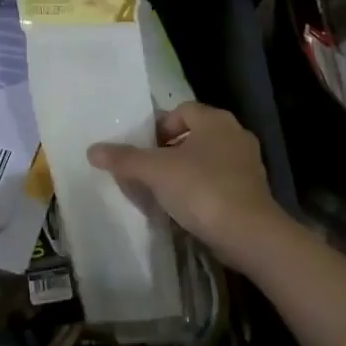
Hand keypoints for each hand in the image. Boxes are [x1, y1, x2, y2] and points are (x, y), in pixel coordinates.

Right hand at [87, 102, 291, 273]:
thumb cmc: (201, 189)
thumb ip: (124, 159)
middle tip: (148, 170)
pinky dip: (201, 190)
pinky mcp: (253, 192)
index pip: (180, 111)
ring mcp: (248, 164)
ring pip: (206, 159)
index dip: (158, 127)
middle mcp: (235, 134)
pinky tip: (186, 209)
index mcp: (215, 120)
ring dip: (185, 171)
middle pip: (193, 135)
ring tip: (163, 191)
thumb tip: (92, 150)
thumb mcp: (155, 171)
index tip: (143, 150)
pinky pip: (219, 182)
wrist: (249, 235)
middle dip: (169, 151)